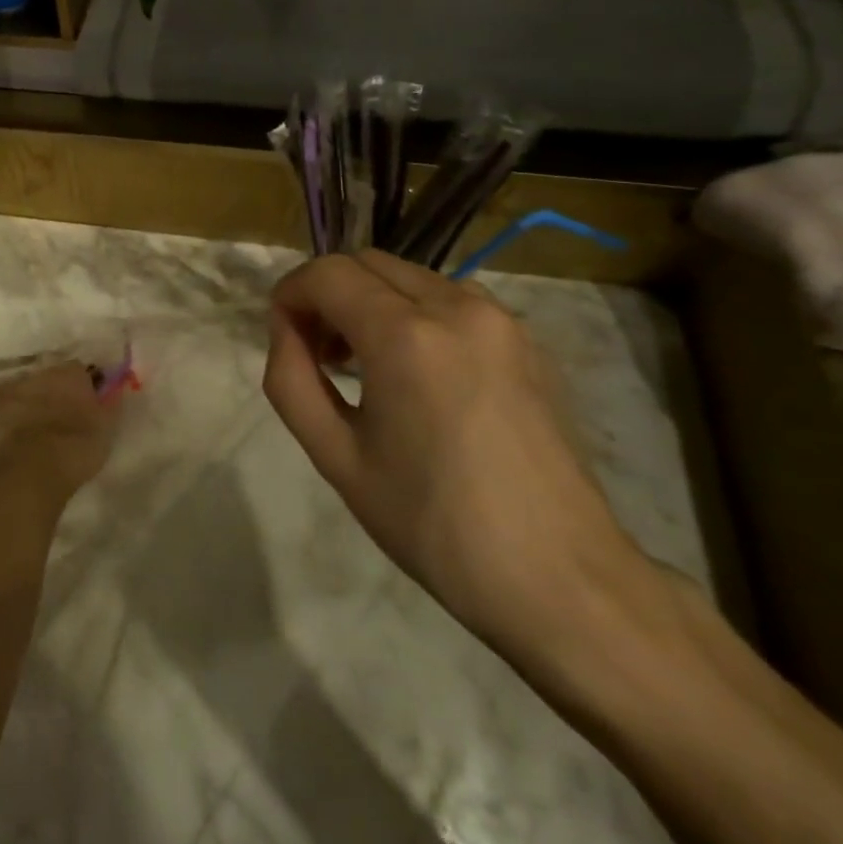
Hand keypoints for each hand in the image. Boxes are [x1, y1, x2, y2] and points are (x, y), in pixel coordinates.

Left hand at [0, 363, 117, 498]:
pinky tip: (14, 431)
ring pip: (28, 391)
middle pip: (52, 378)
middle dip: (57, 391)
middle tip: (64, 413)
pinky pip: (2, 408)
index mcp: (71, 372)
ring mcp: (15, 390)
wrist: (34, 467)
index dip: (86, 386)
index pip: (82, 370)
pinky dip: (8, 415)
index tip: (90, 402)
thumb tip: (114, 390)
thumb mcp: (108, 425)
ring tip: (40, 426)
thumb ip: (110, 403)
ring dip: (34, 402)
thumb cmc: (79, 444)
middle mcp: (41, 373)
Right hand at [263, 251, 648, 655]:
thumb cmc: (433, 523)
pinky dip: (413, 314)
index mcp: (407, 335)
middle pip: (367, 263)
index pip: (327, 274)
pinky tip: (414, 374)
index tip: (281, 336)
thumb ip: (291, 378)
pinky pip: (450, 300)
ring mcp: (501, 320)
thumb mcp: (335, 456)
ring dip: (370, 301)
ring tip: (363, 365)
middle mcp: (457, 307)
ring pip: (409, 277)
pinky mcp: (528, 341)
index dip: (290, 294)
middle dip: (328, 294)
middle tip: (316, 353)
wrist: (560, 580)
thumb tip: (287, 330)